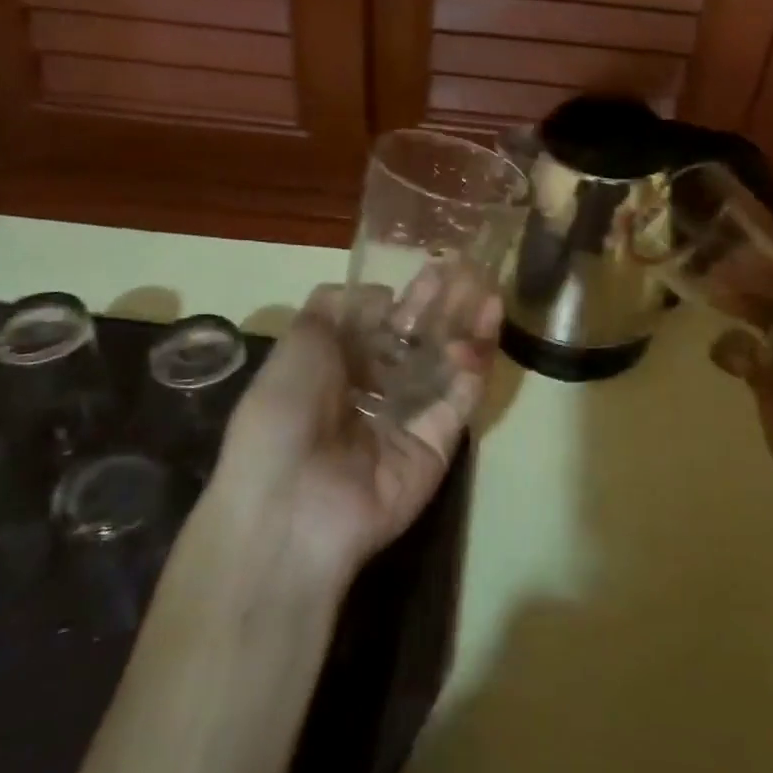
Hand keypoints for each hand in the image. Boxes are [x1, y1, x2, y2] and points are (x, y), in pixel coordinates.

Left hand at [204, 281, 500, 589]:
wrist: (291, 504)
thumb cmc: (283, 411)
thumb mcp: (299, 343)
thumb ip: (336, 308)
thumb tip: (382, 295)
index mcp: (335, 369)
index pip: (380, 326)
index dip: (405, 298)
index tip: (431, 268)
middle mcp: (373, 392)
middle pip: (416, 343)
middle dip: (442, 307)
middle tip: (470, 270)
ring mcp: (407, 420)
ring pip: (444, 367)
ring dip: (467, 329)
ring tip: (489, 291)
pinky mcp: (435, 446)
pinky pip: (458, 402)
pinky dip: (472, 369)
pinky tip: (484, 330)